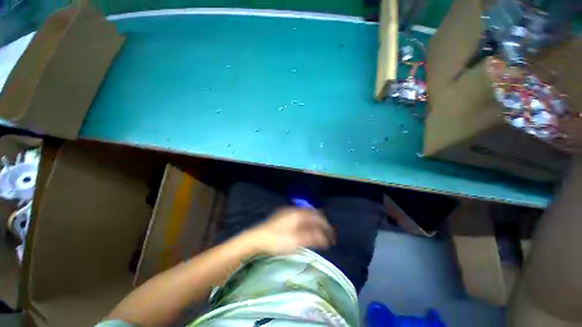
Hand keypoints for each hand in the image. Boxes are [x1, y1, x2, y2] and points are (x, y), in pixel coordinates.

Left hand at [240, 208, 334, 254]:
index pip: (316, 216)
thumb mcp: (296, 241)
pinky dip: (304, 222)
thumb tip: (324, 238)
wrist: (256, 239)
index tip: (330, 234)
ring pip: (304, 215)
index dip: (325, 225)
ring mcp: (287, 212)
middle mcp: (294, 210)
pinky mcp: (282, 216)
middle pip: (311, 214)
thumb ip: (311, 238)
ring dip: (312, 222)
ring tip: (316, 232)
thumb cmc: (277, 240)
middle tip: (324, 233)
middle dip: (319, 223)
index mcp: (298, 214)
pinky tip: (303, 229)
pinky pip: (298, 216)